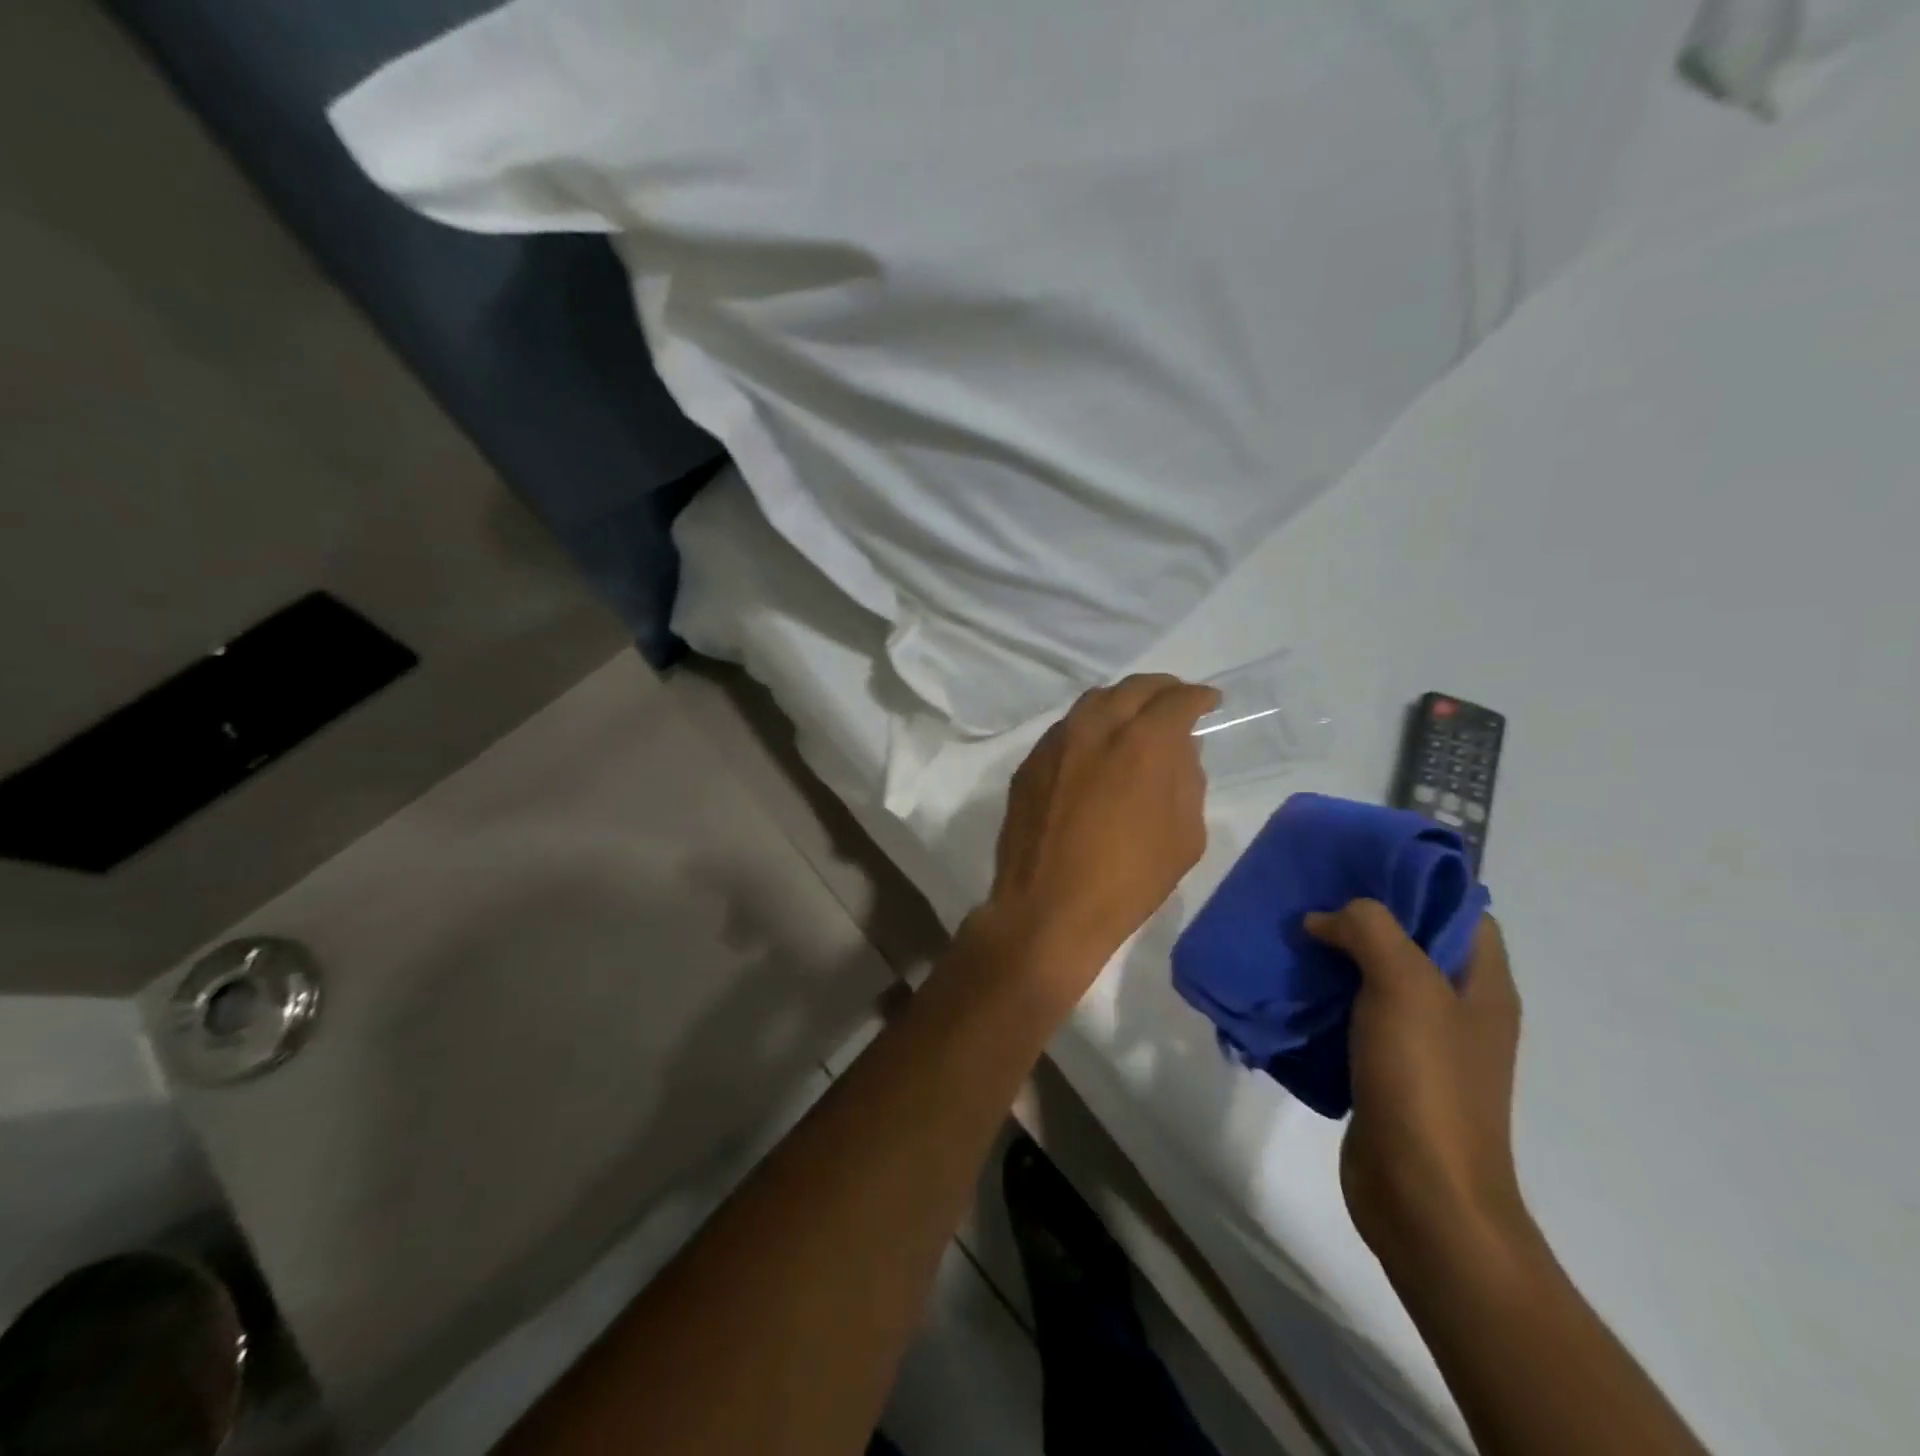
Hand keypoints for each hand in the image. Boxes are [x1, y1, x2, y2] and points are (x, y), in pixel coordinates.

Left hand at [979, 674, 1218, 994]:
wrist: (1048, 908)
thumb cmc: (1129, 880)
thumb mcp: (1185, 836)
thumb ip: (1188, 781)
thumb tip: (1181, 751)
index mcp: (1142, 743)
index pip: (1176, 700)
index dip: (1198, 697)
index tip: (1209, 702)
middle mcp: (1095, 729)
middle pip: (1132, 688)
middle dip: (1161, 689)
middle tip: (1175, 702)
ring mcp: (1055, 743)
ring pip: (1093, 702)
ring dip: (1121, 702)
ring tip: (1136, 718)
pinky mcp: (1029, 764)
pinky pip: (1065, 729)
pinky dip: (1089, 727)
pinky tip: (1096, 748)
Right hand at [1305, 902, 1529, 1260]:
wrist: (1422, 1197)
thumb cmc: (1426, 1082)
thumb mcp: (1405, 986)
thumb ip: (1369, 930)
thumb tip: (1323, 920)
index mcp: (1481, 985)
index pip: (1462, 910)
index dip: (1418, 881)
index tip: (1360, 864)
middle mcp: (1456, 1010)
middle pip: (1411, 942)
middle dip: (1361, 916)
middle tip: (1308, 894)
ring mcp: (1420, 1045)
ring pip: (1373, 980)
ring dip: (1333, 957)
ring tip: (1286, 934)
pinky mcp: (1383, 1073)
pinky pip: (1349, 1018)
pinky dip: (1320, 999)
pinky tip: (1285, 988)